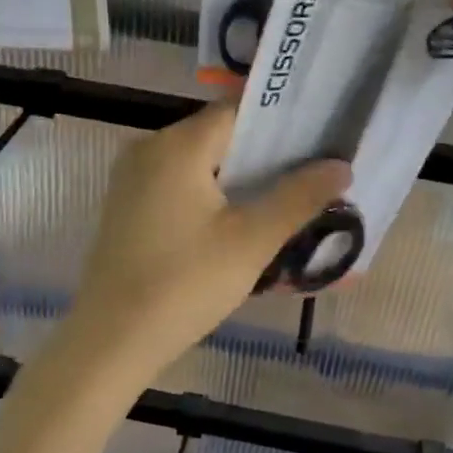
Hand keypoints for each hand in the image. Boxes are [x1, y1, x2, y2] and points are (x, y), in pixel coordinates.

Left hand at [63, 101, 349, 382]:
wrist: (111, 341)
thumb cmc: (185, 284)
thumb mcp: (251, 241)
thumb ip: (298, 197)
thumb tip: (341, 166)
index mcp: (178, 145)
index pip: (237, 111)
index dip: (280, 121)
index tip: (318, 136)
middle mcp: (149, 147)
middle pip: (217, 133)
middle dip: (263, 150)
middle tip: (309, 169)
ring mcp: (131, 177)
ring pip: (197, 159)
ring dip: (236, 173)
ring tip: (282, 194)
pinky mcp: (125, 204)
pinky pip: (176, 181)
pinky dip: (208, 189)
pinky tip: (235, 217)